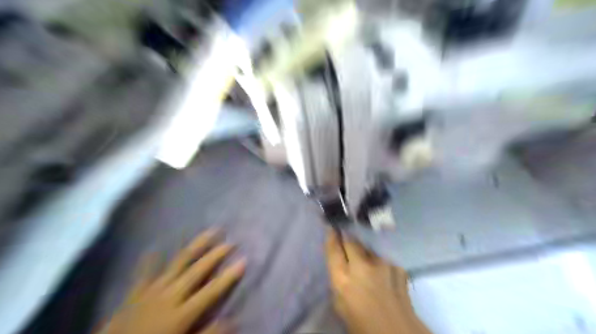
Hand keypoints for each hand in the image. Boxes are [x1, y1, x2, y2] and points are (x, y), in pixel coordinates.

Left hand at [98, 230, 244, 332]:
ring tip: (209, 232)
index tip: (244, 260)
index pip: (212, 290)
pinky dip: (149, 259)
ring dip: (195, 246)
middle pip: (198, 270)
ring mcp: (152, 290)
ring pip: (178, 262)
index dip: (229, 276)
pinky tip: (154, 246)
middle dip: (216, 255)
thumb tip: (233, 320)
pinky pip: (144, 272)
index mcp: (182, 313)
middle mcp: (170, 296)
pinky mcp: (136, 292)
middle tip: (230, 242)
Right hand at [326, 231, 427, 333]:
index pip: (333, 249)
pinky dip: (379, 262)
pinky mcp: (397, 266)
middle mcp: (362, 266)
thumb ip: (338, 280)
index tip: (331, 228)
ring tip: (366, 261)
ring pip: (368, 247)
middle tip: (346, 239)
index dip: (331, 236)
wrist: (397, 332)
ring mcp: (382, 264)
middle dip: (347, 238)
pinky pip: (383, 258)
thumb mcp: (340, 303)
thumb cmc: (362, 323)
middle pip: (351, 241)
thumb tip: (341, 264)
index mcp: (343, 279)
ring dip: (364, 251)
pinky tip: (382, 272)